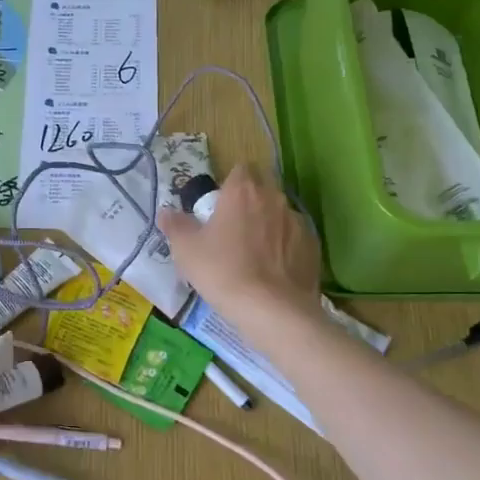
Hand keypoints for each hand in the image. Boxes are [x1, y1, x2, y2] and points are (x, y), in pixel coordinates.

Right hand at [157, 164, 319, 324]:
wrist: (272, 310)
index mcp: (242, 191)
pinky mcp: (313, 246)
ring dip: (268, 226)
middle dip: (249, 203)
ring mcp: (297, 222)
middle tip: (232, 230)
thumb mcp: (186, 250)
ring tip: (255, 255)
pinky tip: (273, 271)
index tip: (220, 205)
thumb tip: (166, 212)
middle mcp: (274, 198)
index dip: (230, 183)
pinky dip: (285, 248)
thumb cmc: (223, 272)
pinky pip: (294, 239)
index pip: (241, 169)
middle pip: (262, 189)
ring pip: (279, 214)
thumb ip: (175, 225)